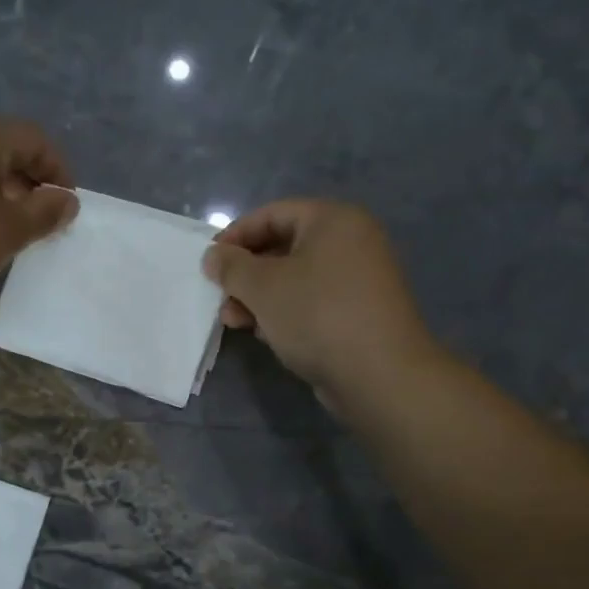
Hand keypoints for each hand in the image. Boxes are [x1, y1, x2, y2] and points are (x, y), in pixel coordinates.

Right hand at [203, 200, 440, 405]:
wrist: (379, 374)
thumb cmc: (317, 315)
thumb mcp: (263, 287)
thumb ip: (232, 267)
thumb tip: (213, 256)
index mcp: (333, 221)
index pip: (273, 214)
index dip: (236, 235)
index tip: (210, 263)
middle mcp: (350, 242)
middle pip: (283, 247)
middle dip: (246, 274)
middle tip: (221, 298)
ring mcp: (357, 279)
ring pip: (295, 279)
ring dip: (260, 298)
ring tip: (235, 322)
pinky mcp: (357, 313)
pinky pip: (311, 302)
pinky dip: (284, 313)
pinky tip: (266, 335)